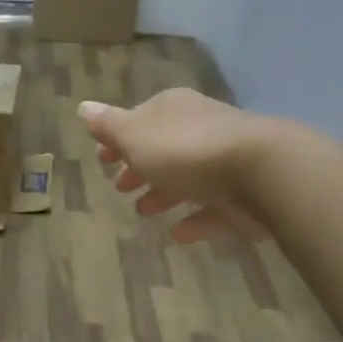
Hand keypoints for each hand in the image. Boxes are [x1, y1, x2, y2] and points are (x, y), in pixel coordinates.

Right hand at [78, 89, 277, 242]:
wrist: (259, 172)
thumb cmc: (186, 150)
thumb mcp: (136, 136)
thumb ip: (109, 126)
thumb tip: (83, 107)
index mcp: (173, 110)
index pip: (139, 120)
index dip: (117, 140)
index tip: (101, 161)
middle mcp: (199, 128)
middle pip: (163, 148)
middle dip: (140, 167)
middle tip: (120, 188)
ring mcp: (224, 161)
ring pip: (187, 177)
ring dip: (164, 192)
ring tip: (144, 211)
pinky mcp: (242, 194)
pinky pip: (212, 207)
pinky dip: (195, 218)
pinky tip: (179, 234)